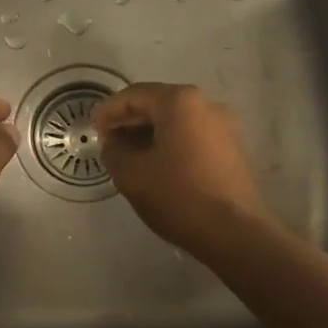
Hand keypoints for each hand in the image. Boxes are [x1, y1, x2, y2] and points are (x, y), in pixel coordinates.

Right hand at [94, 83, 271, 258]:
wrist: (234, 232)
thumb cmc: (178, 196)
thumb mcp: (132, 174)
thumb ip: (114, 151)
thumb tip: (113, 143)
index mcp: (180, 102)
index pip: (135, 95)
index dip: (109, 111)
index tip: (94, 132)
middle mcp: (206, 105)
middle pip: (158, 104)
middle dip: (130, 122)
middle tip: (109, 143)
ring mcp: (224, 127)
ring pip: (177, 121)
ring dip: (150, 134)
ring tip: (129, 157)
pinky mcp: (232, 149)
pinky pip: (193, 136)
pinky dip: (171, 144)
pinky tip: (157, 166)